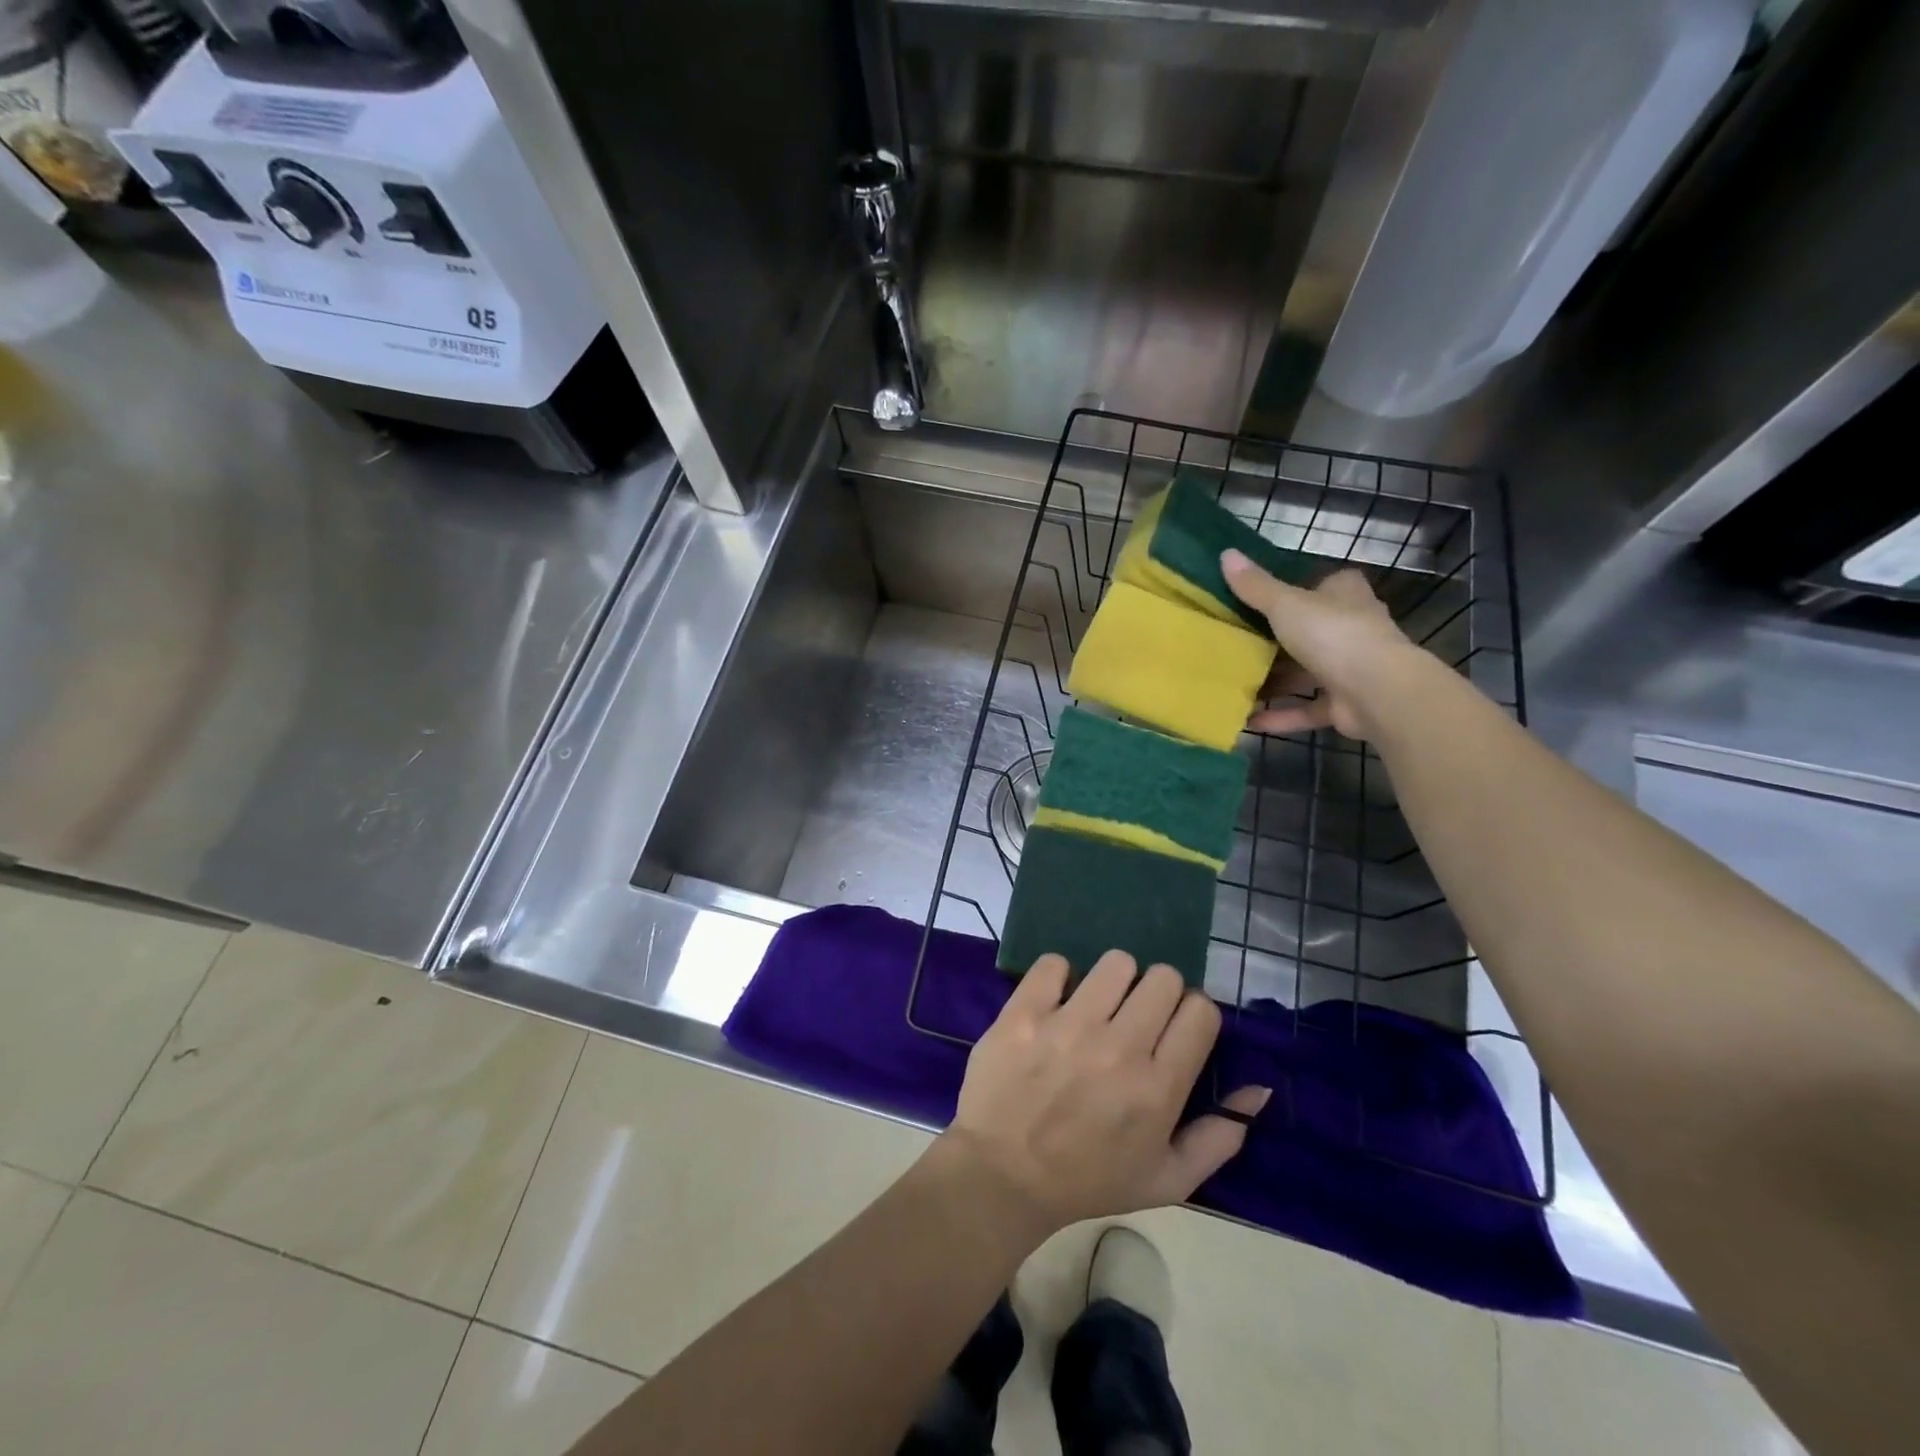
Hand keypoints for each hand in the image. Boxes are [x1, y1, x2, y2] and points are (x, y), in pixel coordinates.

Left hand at [942, 951, 1269, 1236]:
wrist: (1001, 1177)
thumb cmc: (1088, 1181)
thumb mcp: (1167, 1181)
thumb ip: (1220, 1137)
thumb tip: (1259, 1088)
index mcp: (1158, 1089)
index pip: (1200, 1011)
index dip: (1192, 1014)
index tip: (1173, 1028)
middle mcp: (1119, 1048)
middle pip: (1164, 978)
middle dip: (1157, 993)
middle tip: (1136, 1017)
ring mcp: (1069, 1026)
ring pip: (1116, 962)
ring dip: (1113, 980)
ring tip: (1097, 1006)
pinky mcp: (1025, 1012)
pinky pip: (1055, 963)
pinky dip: (1059, 977)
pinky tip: (1056, 1003)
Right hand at [1221, 548, 1420, 739]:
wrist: (1376, 691)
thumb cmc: (1332, 634)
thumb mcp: (1285, 604)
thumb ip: (1255, 586)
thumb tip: (1226, 553)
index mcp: (1345, 596)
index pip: (1324, 585)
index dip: (1298, 588)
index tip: (1262, 599)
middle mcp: (1352, 628)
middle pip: (1311, 630)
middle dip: (1278, 639)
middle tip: (1238, 643)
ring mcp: (1351, 669)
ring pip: (1307, 672)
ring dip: (1276, 681)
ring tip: (1236, 683)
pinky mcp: (1345, 704)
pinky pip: (1306, 708)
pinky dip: (1281, 714)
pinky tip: (1248, 719)